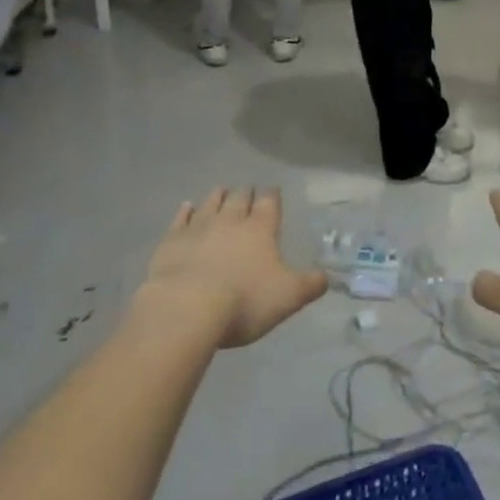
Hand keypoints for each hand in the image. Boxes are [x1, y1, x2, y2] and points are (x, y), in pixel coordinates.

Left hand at [141, 188, 327, 347]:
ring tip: (222, 189)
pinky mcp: (172, 241)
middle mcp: (230, 220)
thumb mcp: (288, 297)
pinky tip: (187, 206)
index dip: (272, 196)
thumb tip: (327, 277)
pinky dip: (185, 211)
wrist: (186, 309)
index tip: (273, 190)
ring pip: (211, 203)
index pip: (269, 203)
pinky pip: (181, 219)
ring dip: (218, 196)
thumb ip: (310, 285)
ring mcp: (198, 228)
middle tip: (248, 190)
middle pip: (240, 198)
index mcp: (260, 228)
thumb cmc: (243, 301)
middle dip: (246, 193)